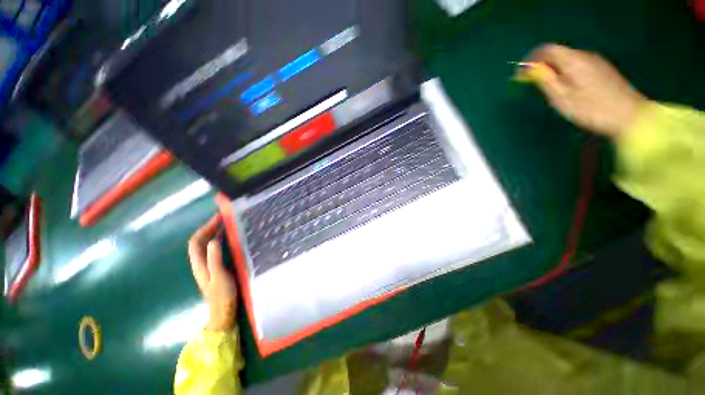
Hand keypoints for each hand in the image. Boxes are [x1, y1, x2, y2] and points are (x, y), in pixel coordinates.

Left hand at [188, 214, 237, 331]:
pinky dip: (218, 240)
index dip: (205, 228)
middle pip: (199, 242)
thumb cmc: (222, 294)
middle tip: (223, 218)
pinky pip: (213, 250)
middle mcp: (200, 263)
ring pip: (206, 245)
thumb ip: (215, 259)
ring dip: (213, 233)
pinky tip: (228, 239)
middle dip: (209, 228)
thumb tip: (213, 241)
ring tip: (226, 224)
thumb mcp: (219, 276)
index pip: (196, 241)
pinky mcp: (214, 268)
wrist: (223, 311)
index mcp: (199, 264)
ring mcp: (207, 265)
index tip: (218, 218)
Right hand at [526, 44, 646, 136]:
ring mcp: (596, 62)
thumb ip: (545, 80)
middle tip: (533, 83)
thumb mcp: (561, 97)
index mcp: (573, 60)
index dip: (531, 60)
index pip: (547, 50)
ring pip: (568, 60)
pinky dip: (566, 72)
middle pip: (558, 53)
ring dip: (554, 70)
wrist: (629, 116)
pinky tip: (568, 88)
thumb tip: (532, 69)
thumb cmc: (591, 109)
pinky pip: (578, 65)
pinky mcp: (603, 70)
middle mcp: (585, 55)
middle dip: (542, 66)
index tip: (520, 74)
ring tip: (549, 88)